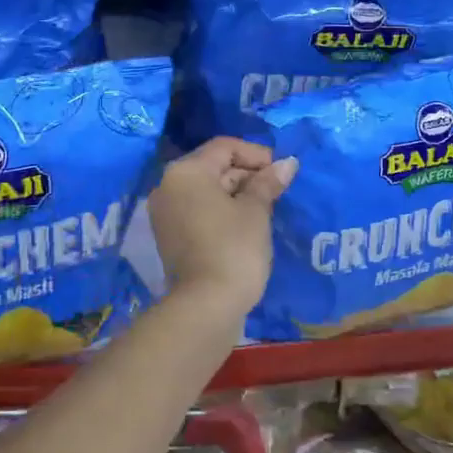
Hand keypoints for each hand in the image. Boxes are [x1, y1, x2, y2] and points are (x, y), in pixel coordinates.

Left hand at [150, 137, 297, 317]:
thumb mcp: (255, 211)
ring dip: (236, 193)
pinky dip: (220, 210)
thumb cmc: (234, 248)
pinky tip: (246, 224)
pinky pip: (197, 210)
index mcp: (186, 171)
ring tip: (267, 207)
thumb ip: (268, 183)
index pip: (224, 147)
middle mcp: (168, 185)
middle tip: (277, 190)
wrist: (206, 306)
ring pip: (205, 190)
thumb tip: (287, 163)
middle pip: (212, 166)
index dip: (256, 154)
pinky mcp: (169, 235)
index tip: (281, 170)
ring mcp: (164, 212)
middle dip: (246, 174)